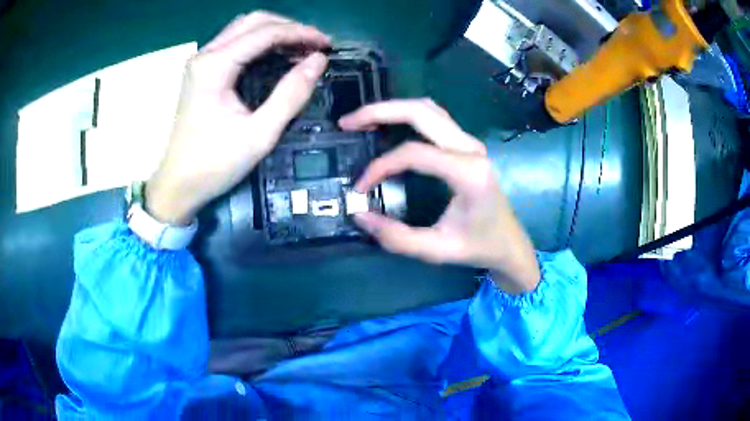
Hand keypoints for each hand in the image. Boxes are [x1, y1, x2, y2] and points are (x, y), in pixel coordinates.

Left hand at [146, 12, 330, 224]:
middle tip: (315, 45)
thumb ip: (291, 94)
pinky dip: (260, 44)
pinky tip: (278, 56)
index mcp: (214, 66)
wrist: (178, 184)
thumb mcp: (259, 134)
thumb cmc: (214, 164)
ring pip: (244, 28)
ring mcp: (201, 61)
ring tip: (301, 48)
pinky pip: (235, 43)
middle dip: (289, 27)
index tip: (327, 45)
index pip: (264, 33)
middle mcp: (205, 55)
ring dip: (275, 32)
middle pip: (253, 21)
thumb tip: (318, 61)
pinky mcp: (202, 71)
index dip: (300, 33)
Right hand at [339, 99, 539, 293]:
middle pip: (420, 112)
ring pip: (427, 109)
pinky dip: (406, 116)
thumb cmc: (479, 247)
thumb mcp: (437, 250)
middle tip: (347, 123)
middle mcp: (471, 149)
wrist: (510, 243)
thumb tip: (360, 215)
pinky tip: (387, 125)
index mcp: (468, 173)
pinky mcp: (467, 145)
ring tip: (362, 120)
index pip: (414, 154)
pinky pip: (434, 118)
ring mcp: (471, 142)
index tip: (361, 188)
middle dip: (379, 111)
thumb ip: (397, 237)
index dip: (380, 167)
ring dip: (392, 109)